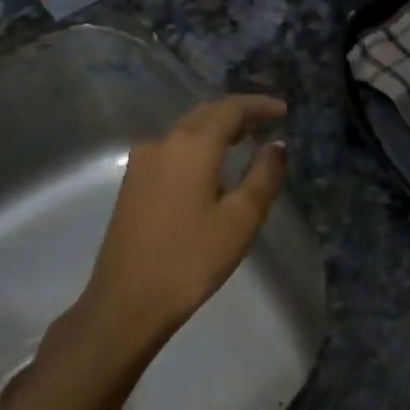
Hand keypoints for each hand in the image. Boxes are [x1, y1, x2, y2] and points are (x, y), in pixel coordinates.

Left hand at [78, 94, 288, 348]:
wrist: (125, 303)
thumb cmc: (190, 259)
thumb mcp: (240, 219)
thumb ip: (264, 176)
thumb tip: (275, 146)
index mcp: (191, 145)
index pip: (230, 109)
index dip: (259, 105)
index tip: (283, 111)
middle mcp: (162, 143)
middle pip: (205, 114)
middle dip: (237, 114)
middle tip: (266, 123)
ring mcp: (142, 163)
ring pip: (186, 132)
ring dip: (216, 130)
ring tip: (243, 142)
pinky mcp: (132, 184)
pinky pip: (172, 150)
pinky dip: (197, 148)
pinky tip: (210, 169)